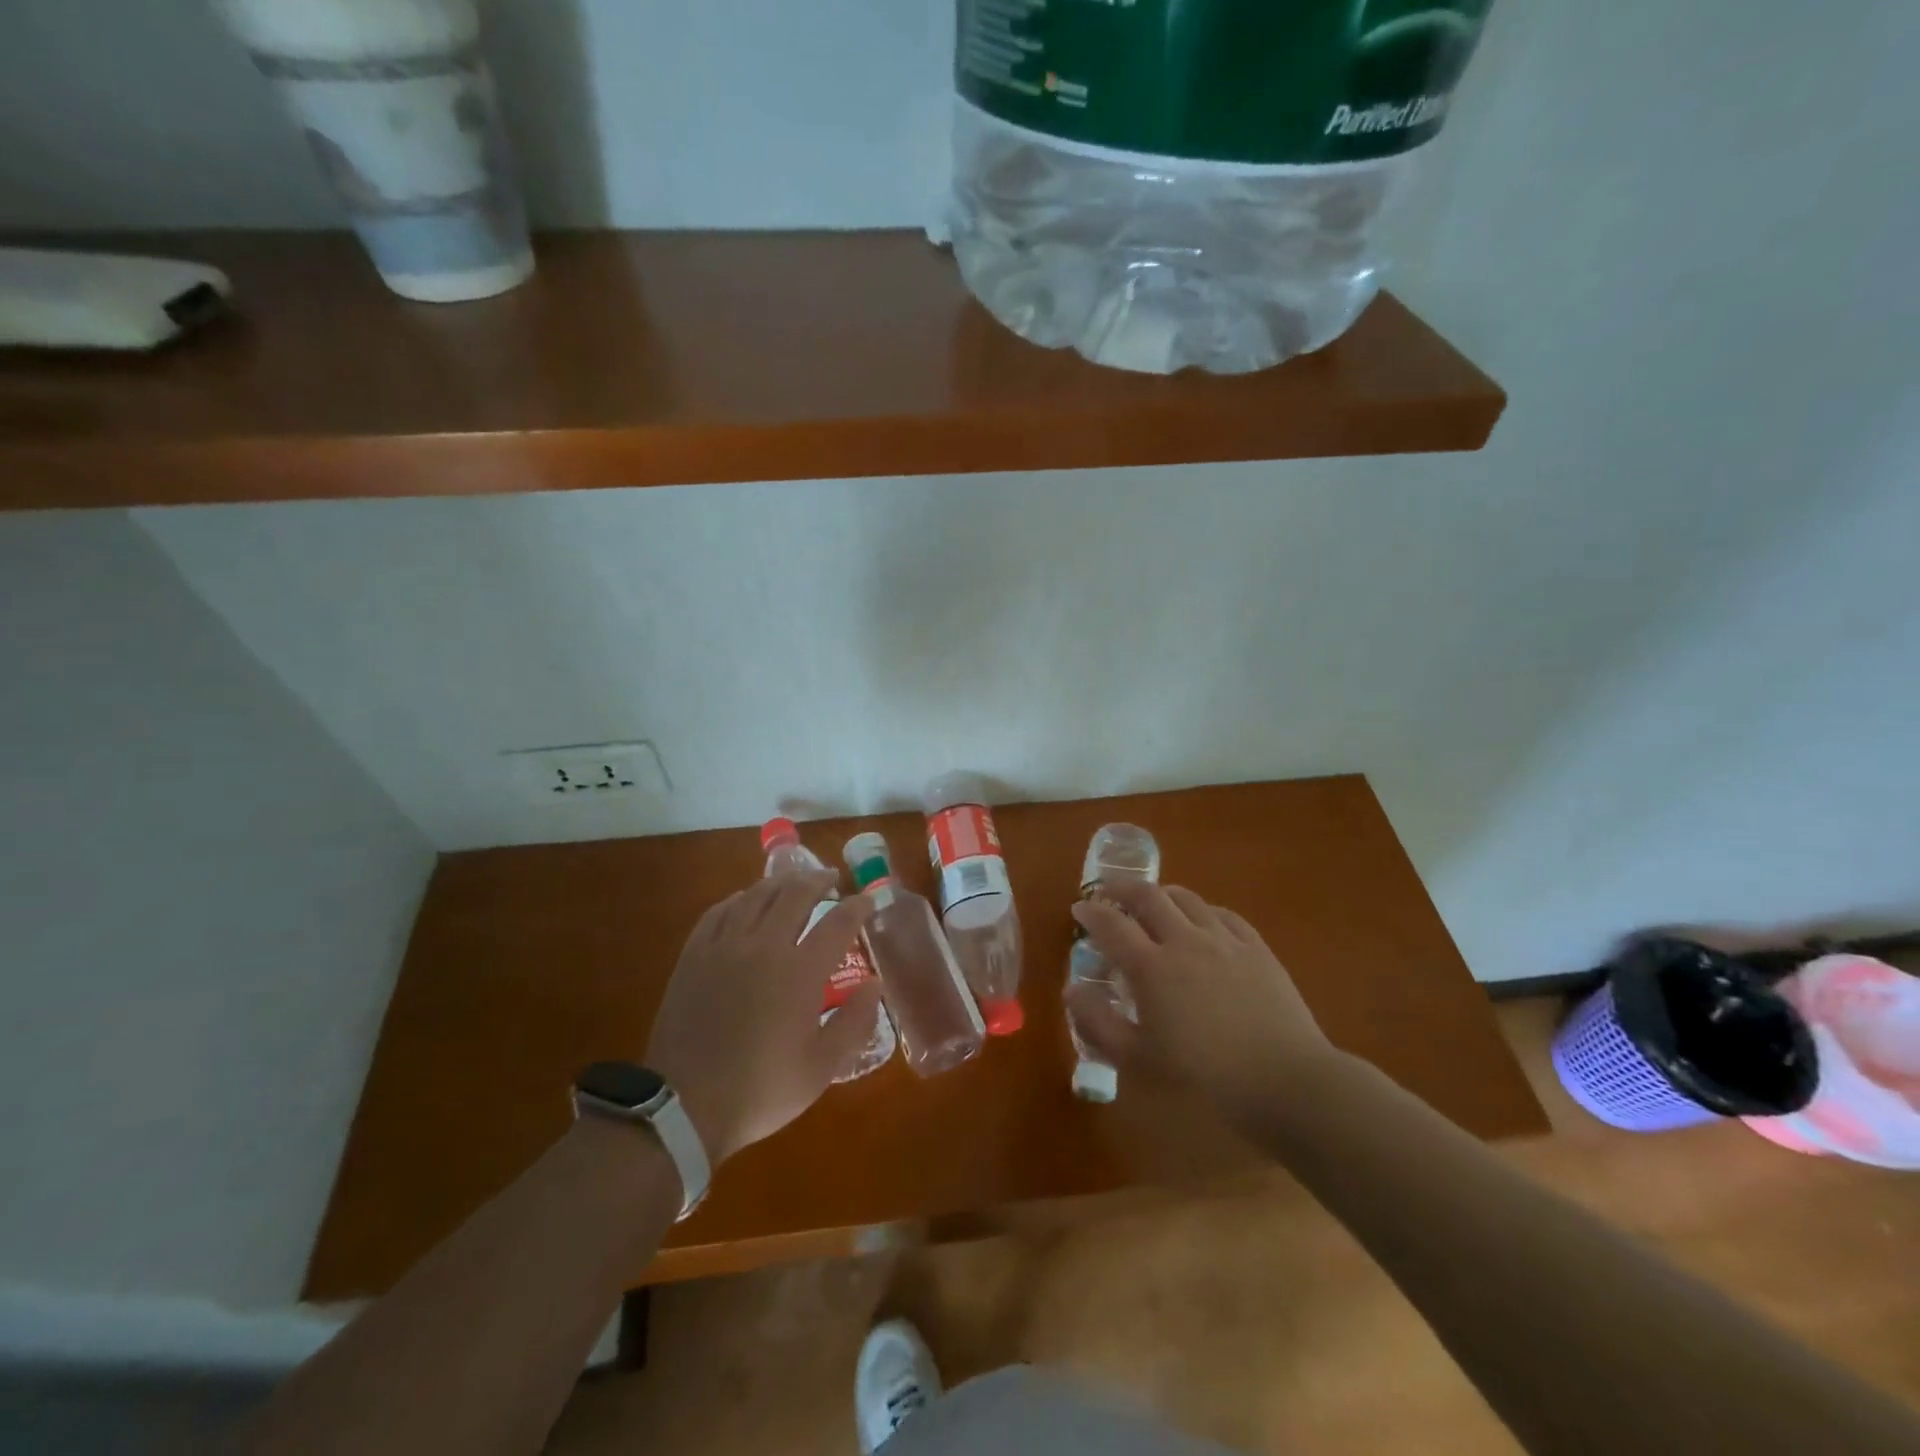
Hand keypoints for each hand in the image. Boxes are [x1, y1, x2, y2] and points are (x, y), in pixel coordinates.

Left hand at [646, 870, 879, 1165]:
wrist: (684, 1105)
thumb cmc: (761, 1089)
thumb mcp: (821, 1067)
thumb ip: (854, 1022)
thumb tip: (874, 984)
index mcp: (800, 972)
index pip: (838, 923)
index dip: (857, 907)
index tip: (868, 900)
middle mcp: (764, 946)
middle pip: (796, 894)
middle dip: (818, 881)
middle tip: (830, 879)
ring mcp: (725, 946)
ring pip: (756, 895)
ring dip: (781, 883)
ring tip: (794, 882)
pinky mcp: (695, 954)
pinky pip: (720, 910)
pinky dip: (740, 898)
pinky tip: (746, 900)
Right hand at [1067, 880, 1338, 1124]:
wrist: (1285, 1081)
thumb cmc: (1204, 1076)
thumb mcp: (1138, 1060)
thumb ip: (1098, 1023)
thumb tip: (1071, 991)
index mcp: (1151, 967)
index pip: (1111, 924)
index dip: (1091, 911)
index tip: (1079, 908)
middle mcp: (1184, 940)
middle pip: (1148, 896)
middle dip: (1122, 888)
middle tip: (1110, 894)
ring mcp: (1224, 939)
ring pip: (1186, 898)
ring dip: (1162, 894)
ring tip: (1153, 903)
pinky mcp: (1256, 947)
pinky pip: (1223, 914)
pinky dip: (1202, 910)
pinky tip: (1202, 921)